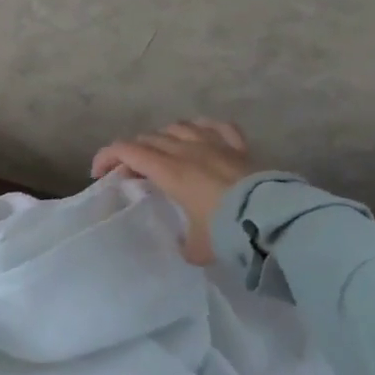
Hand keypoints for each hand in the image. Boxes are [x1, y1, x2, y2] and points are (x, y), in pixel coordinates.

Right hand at [91, 120, 255, 265]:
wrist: (274, 220)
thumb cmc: (227, 232)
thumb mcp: (197, 248)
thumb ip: (184, 244)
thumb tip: (185, 246)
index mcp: (168, 170)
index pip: (125, 150)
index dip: (106, 157)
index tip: (99, 175)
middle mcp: (186, 149)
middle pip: (148, 139)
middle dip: (132, 154)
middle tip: (131, 174)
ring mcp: (214, 144)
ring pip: (178, 127)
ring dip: (163, 138)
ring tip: (162, 154)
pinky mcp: (239, 146)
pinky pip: (217, 126)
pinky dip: (202, 128)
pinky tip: (200, 135)